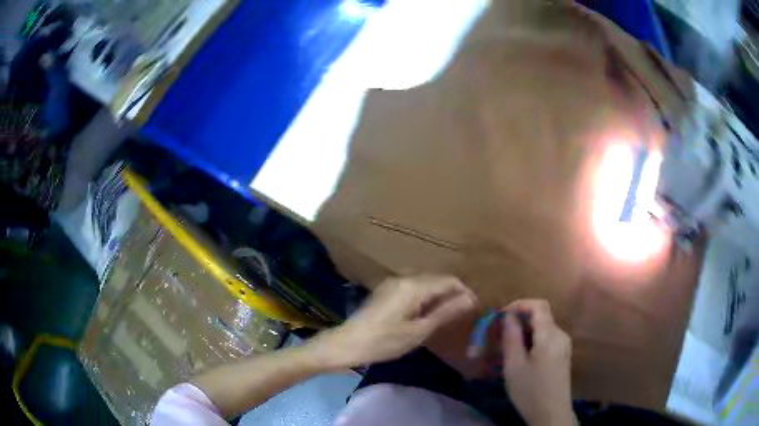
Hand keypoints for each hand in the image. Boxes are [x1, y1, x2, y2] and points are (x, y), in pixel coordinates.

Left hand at [310, 275, 476, 368]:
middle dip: (453, 292)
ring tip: (449, 313)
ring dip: (440, 294)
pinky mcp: (386, 290)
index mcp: (414, 286)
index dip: (465, 291)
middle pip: (437, 279)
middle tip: (464, 313)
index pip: (449, 280)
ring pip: (425, 282)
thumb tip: (470, 299)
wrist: (347, 344)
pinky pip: (414, 287)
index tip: (475, 308)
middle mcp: (404, 278)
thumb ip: (445, 312)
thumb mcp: (418, 331)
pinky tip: (427, 312)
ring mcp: (393, 282)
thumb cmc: (384, 341)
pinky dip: (426, 296)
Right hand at [502, 300, 576, 425]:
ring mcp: (564, 345)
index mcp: (550, 335)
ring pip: (543, 327)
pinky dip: (533, 339)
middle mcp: (561, 335)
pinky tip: (521, 355)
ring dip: (525, 330)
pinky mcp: (563, 355)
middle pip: (541, 315)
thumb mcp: (514, 366)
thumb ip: (511, 338)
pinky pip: (547, 338)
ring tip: (507, 346)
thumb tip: (508, 316)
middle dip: (519, 319)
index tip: (501, 316)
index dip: (519, 304)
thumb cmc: (530, 391)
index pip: (538, 305)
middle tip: (500, 334)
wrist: (551, 413)